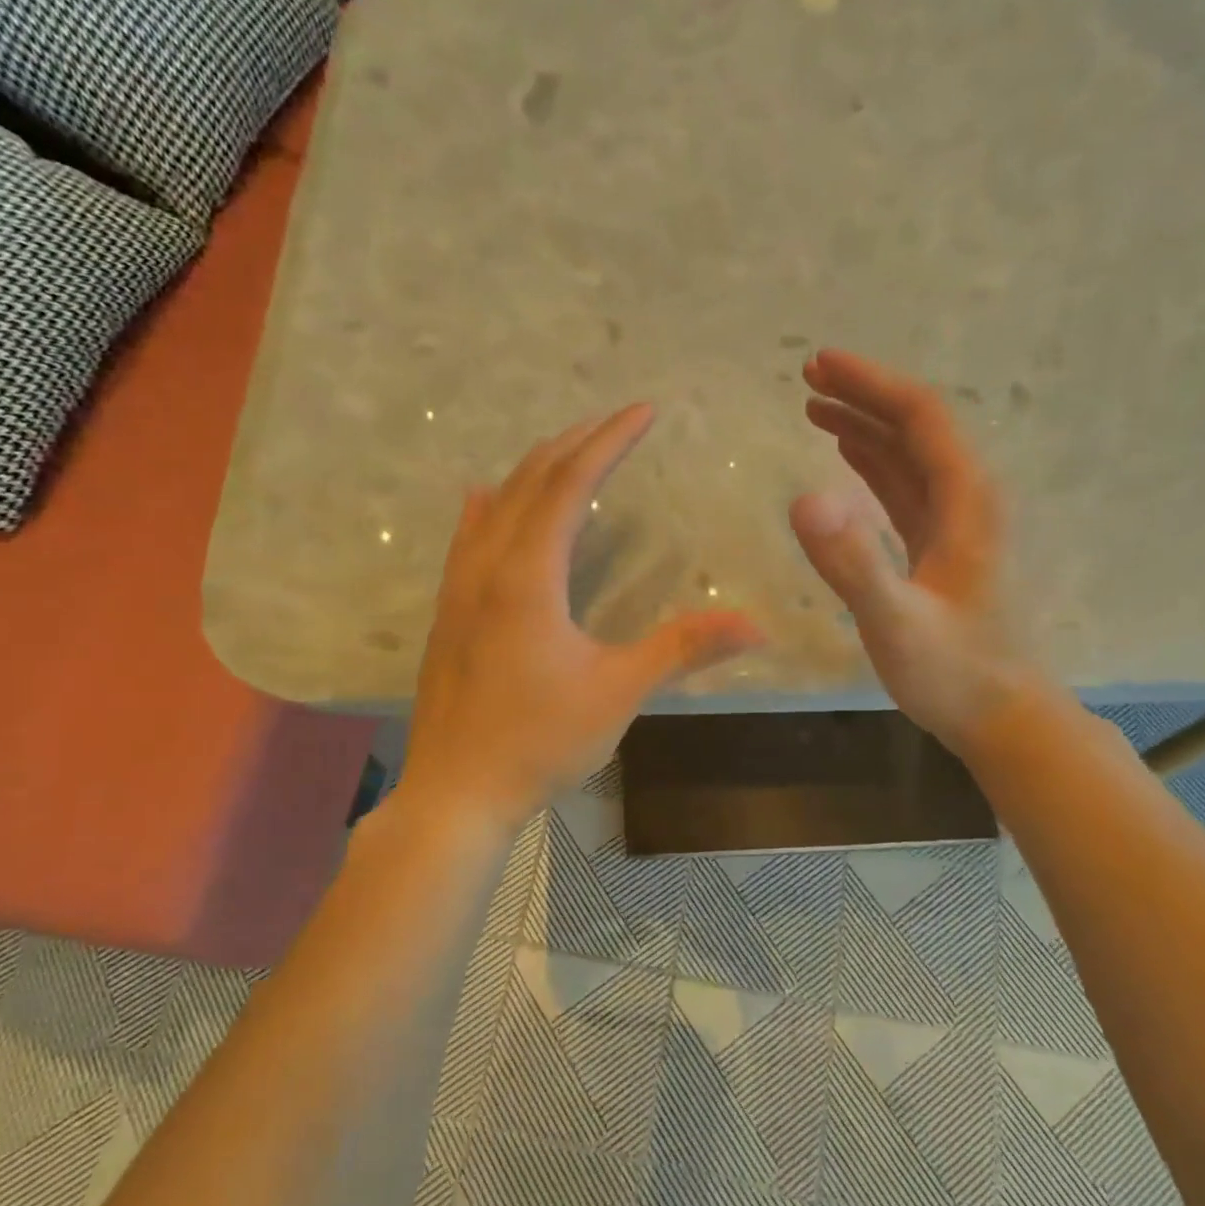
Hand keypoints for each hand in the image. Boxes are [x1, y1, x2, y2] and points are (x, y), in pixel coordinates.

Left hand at [399, 405, 765, 829]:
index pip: (571, 485)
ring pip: (493, 506)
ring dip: (532, 470)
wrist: (456, 794)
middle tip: (614, 422)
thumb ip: (683, 649)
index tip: (643, 411)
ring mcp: (458, 590)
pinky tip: (483, 498)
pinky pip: (465, 540)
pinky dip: (486, 508)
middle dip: (575, 444)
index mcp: (528, 577)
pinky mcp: (447, 615)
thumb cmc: (539, 743)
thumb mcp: (618, 693)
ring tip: (566, 450)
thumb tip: (756, 626)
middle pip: (529, 482)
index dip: (609, 442)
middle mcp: (486, 568)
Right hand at [790, 350, 1031, 751]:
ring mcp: (955, 525)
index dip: (871, 384)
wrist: (1003, 717)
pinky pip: (904, 489)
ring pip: (909, 456)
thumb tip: (804, 500)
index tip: (820, 364)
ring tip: (815, 406)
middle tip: (808, 375)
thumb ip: (853, 564)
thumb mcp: (897, 623)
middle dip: (864, 394)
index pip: (920, 417)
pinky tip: (848, 458)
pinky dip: (873, 464)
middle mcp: (966, 500)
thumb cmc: (954, 673)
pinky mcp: (940, 549)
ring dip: (864, 425)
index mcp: (966, 501)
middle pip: (916, 427)